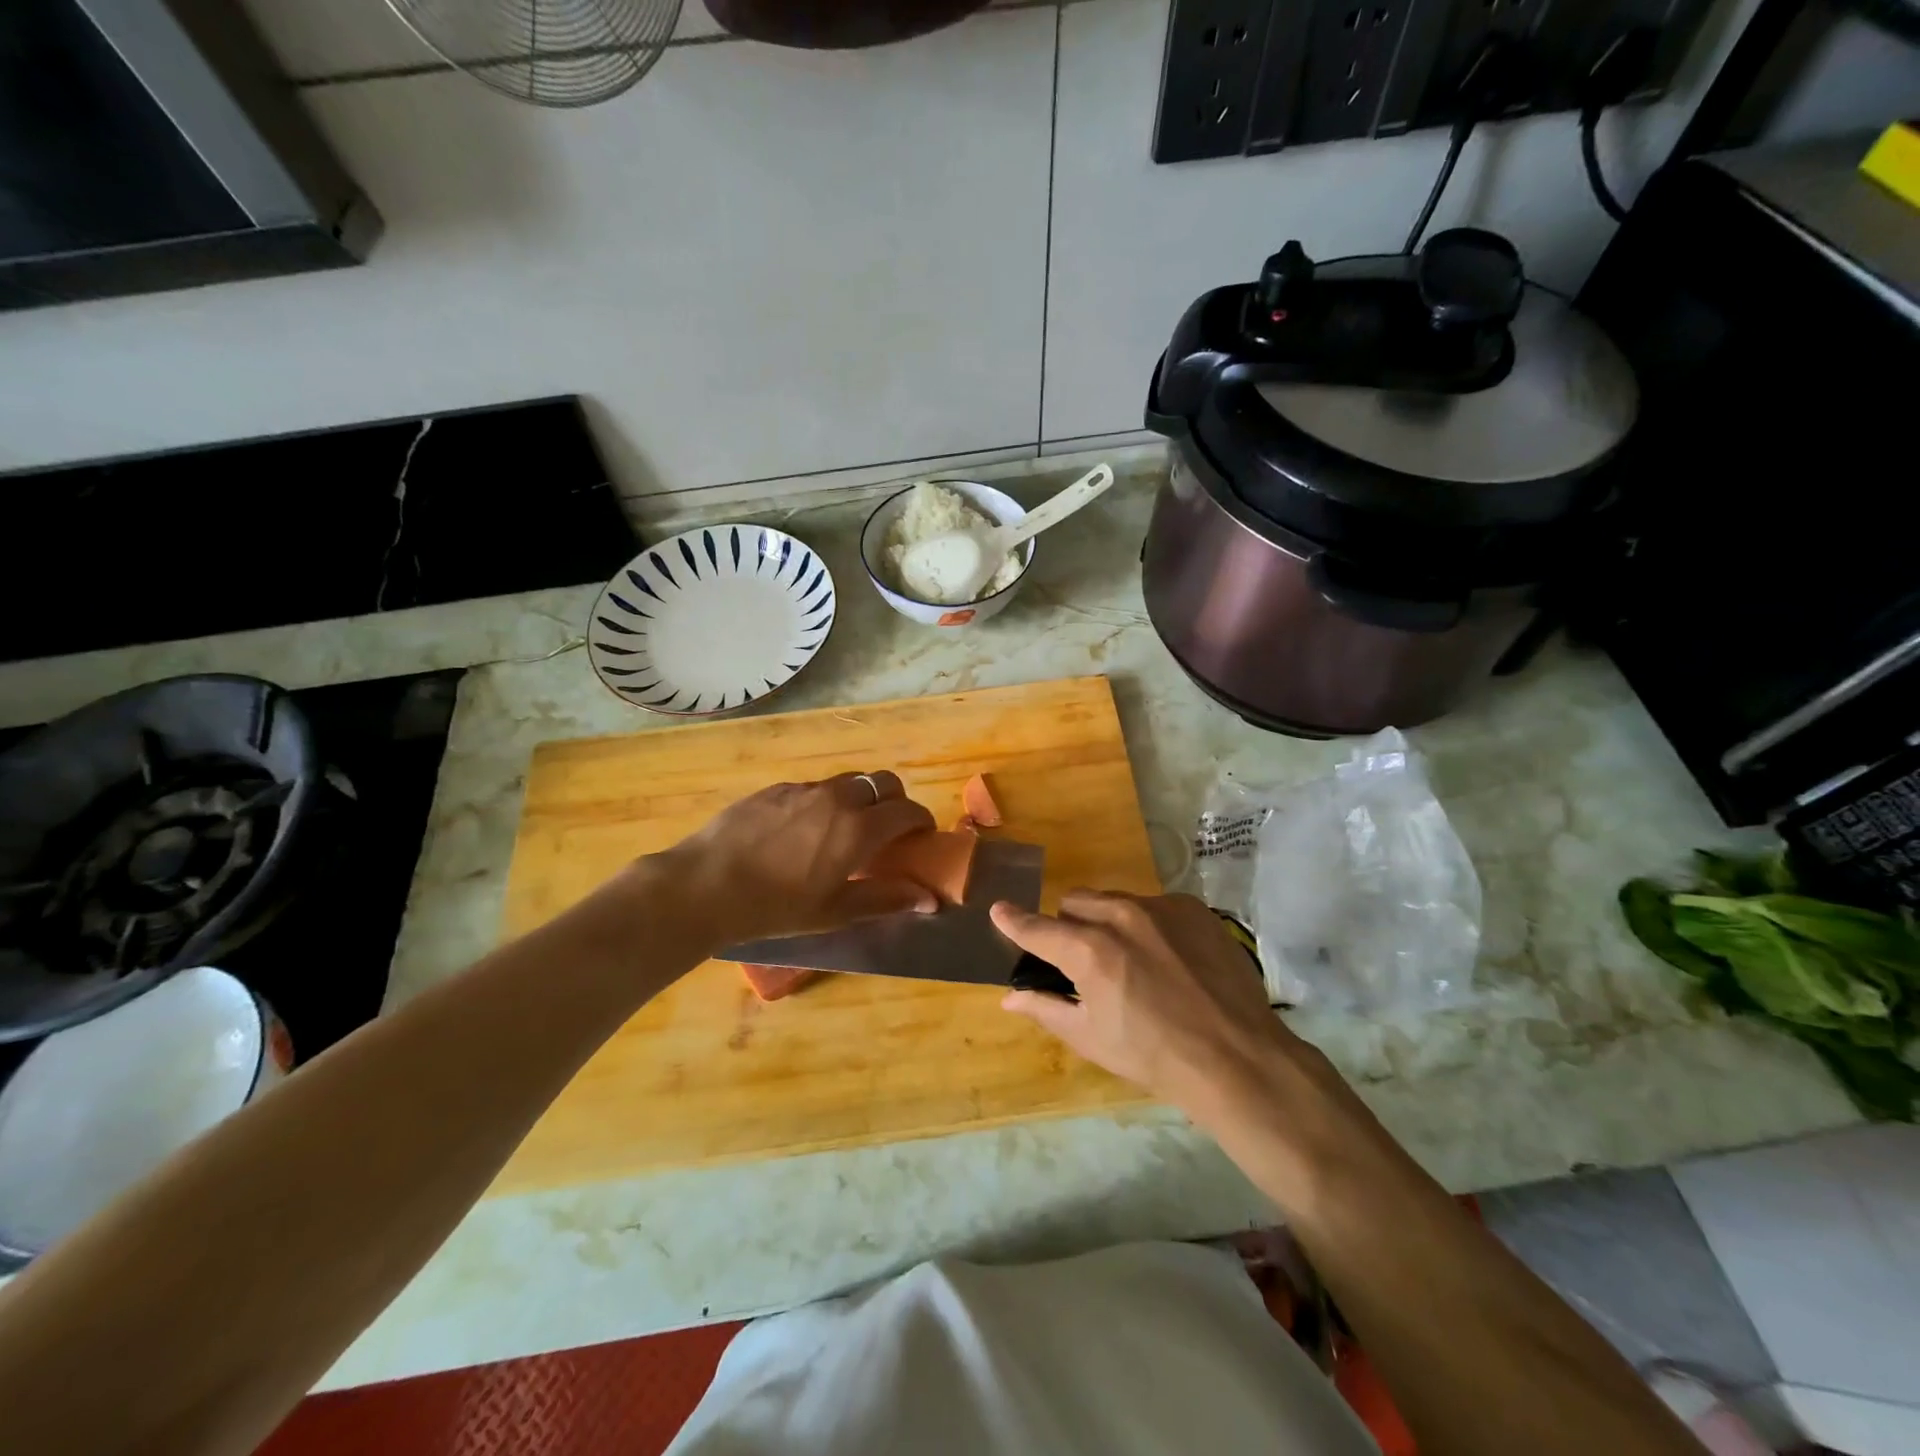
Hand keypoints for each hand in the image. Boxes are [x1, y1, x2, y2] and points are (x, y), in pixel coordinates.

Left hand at [659, 772, 938, 947]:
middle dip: (895, 801)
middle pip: (883, 782)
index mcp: (858, 828)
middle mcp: (837, 798)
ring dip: (860, 800)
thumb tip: (930, 899)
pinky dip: (825, 803)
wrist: (704, 885)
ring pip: (848, 782)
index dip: (921, 822)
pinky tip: (803, 832)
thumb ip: (887, 899)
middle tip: (888, 831)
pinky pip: (814, 789)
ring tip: (844, 832)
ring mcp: (804, 789)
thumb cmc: (775, 907)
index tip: (920, 839)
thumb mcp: (835, 911)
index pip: (908, 810)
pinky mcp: (775, 789)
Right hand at [990, 891, 1332, 1121]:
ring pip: (1115, 901)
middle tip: (1085, 962)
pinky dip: (1149, 925)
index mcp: (1089, 950)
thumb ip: (1045, 1009)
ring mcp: (1161, 907)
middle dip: (1070, 926)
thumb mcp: (1090, 1038)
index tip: (999, 910)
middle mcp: (1121, 916)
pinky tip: (1169, 959)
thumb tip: (1009, 997)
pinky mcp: (1193, 908)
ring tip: (1133, 962)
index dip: (1014, 920)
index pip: (1038, 927)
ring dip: (1109, 923)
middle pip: (1076, 903)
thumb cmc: (1153, 1056)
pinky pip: (1154, 905)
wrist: (1237, 1057)